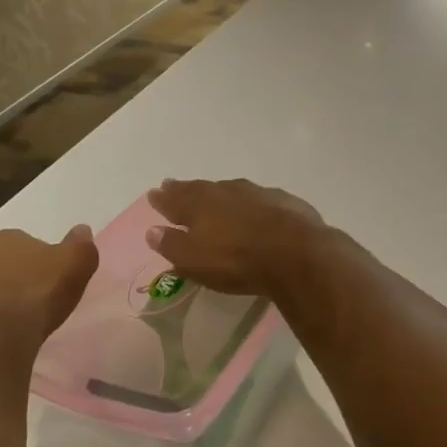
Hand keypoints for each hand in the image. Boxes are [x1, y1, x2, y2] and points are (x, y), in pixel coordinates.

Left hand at [0, 226, 98, 371]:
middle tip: (29, 303)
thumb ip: (81, 244)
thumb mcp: (76, 265)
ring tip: (8, 324)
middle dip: (10, 280)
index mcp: (8, 240)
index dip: (38, 263)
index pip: (25, 245)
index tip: (48, 281)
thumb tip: (81, 229)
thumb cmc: (40, 296)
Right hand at [146, 179, 325, 298]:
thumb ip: (171, 244)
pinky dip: (249, 202)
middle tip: (173, 185)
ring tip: (211, 194)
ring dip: (217, 192)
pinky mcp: (283, 201)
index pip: (174, 198)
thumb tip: (151, 230)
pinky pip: (258, 198)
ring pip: (229, 189)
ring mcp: (256, 192)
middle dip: (185, 189)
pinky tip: (253, 208)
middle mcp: (225, 191)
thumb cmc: (235, 260)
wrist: (294, 252)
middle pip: (200, 188)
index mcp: (199, 204)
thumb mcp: (194, 260)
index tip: (153, 194)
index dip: (163, 198)